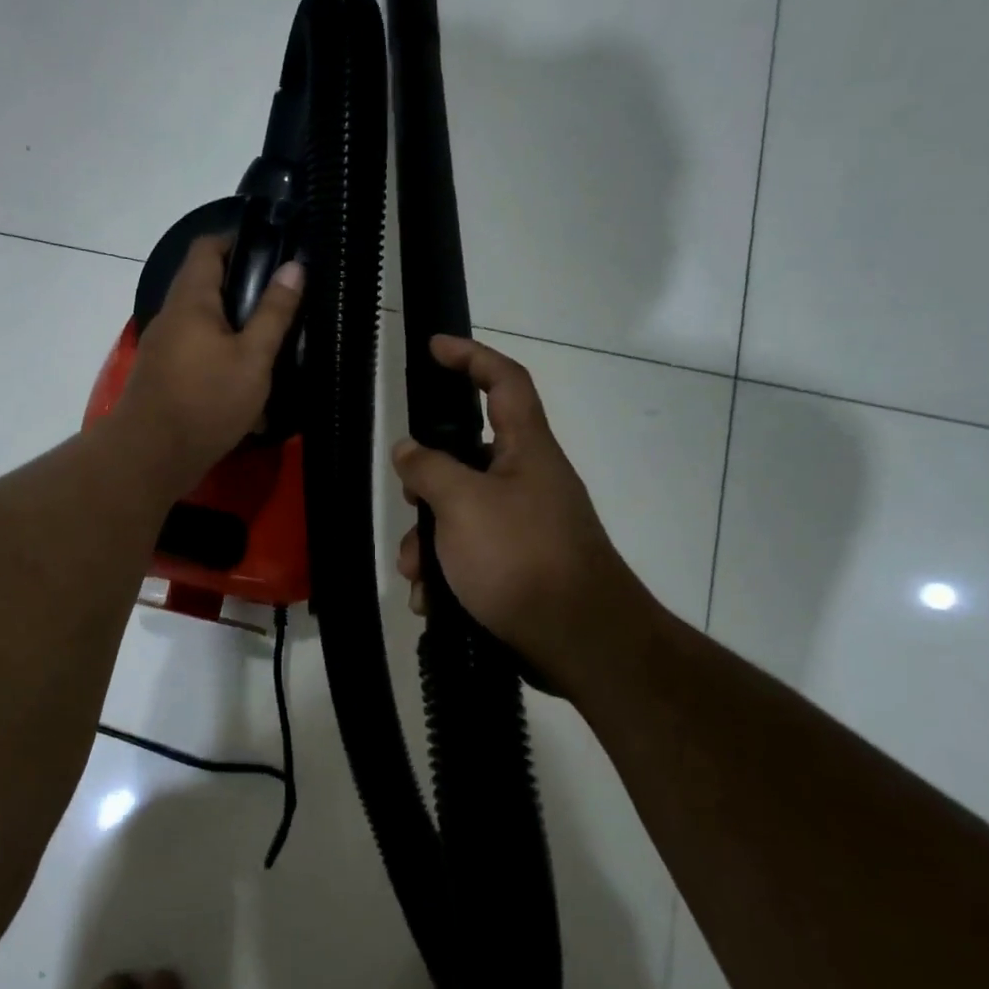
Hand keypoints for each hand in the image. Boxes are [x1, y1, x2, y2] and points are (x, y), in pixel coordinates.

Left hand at [115, 234, 303, 494]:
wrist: (150, 456)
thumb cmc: (206, 401)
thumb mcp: (253, 358)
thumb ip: (274, 313)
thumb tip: (294, 267)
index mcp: (191, 299)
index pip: (208, 247)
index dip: (238, 241)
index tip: (272, 255)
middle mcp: (171, 316)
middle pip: (205, 285)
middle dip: (242, 290)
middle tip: (280, 303)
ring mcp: (163, 347)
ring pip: (202, 323)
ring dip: (233, 328)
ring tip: (268, 343)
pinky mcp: (163, 376)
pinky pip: (195, 353)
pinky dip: (219, 357)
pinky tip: (243, 381)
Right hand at [392, 336, 658, 696]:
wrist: (580, 641)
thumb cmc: (521, 558)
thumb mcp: (463, 505)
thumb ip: (429, 469)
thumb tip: (409, 450)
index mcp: (527, 450)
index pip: (505, 381)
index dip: (471, 356)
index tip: (435, 347)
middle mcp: (528, 481)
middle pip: (468, 457)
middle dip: (428, 483)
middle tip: (408, 502)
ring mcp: (525, 527)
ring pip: (461, 514)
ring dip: (429, 541)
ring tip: (417, 575)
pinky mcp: (519, 568)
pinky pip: (471, 555)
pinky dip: (447, 573)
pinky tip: (433, 601)